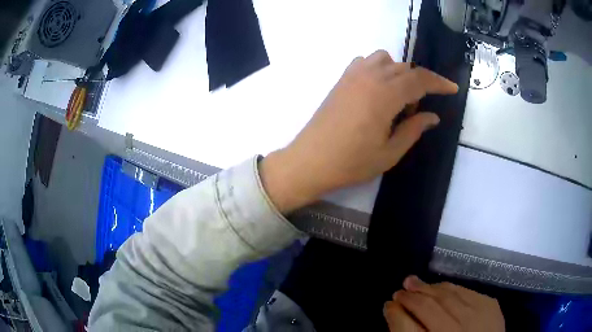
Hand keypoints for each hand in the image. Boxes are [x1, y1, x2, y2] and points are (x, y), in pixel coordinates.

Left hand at [261, 50, 457, 212]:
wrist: (310, 161)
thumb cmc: (351, 163)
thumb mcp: (389, 152)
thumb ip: (413, 130)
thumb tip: (432, 116)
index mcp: (385, 95)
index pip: (420, 79)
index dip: (439, 82)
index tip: (452, 88)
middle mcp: (370, 77)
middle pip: (404, 68)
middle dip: (420, 83)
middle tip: (417, 110)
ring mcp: (352, 75)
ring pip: (385, 59)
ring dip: (399, 72)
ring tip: (398, 98)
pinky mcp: (341, 80)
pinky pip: (365, 62)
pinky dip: (378, 68)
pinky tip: (378, 89)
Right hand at [383, 276, 504, 331]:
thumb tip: (396, 315)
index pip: (405, 328)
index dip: (395, 314)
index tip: (388, 305)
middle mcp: (454, 330)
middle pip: (426, 307)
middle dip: (409, 297)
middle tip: (398, 291)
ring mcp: (476, 315)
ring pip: (446, 294)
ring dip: (428, 287)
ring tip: (413, 282)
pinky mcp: (490, 305)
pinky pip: (466, 290)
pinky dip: (450, 287)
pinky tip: (440, 286)